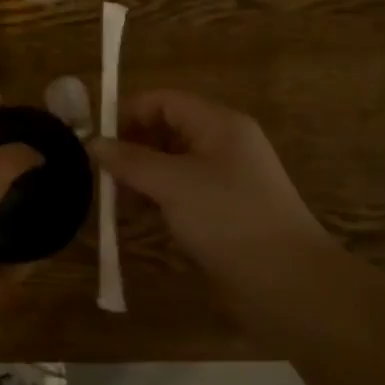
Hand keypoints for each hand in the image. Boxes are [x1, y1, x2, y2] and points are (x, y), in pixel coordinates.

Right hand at [90, 89, 334, 302]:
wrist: (289, 284)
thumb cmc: (229, 219)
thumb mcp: (173, 184)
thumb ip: (131, 161)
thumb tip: (94, 143)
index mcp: (219, 124)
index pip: (165, 101)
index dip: (129, 113)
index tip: (98, 141)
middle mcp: (225, 144)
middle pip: (168, 130)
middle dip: (133, 148)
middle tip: (103, 175)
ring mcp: (228, 179)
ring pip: (173, 164)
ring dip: (143, 177)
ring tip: (117, 202)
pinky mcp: (227, 211)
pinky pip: (184, 192)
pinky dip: (160, 200)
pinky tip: (142, 220)